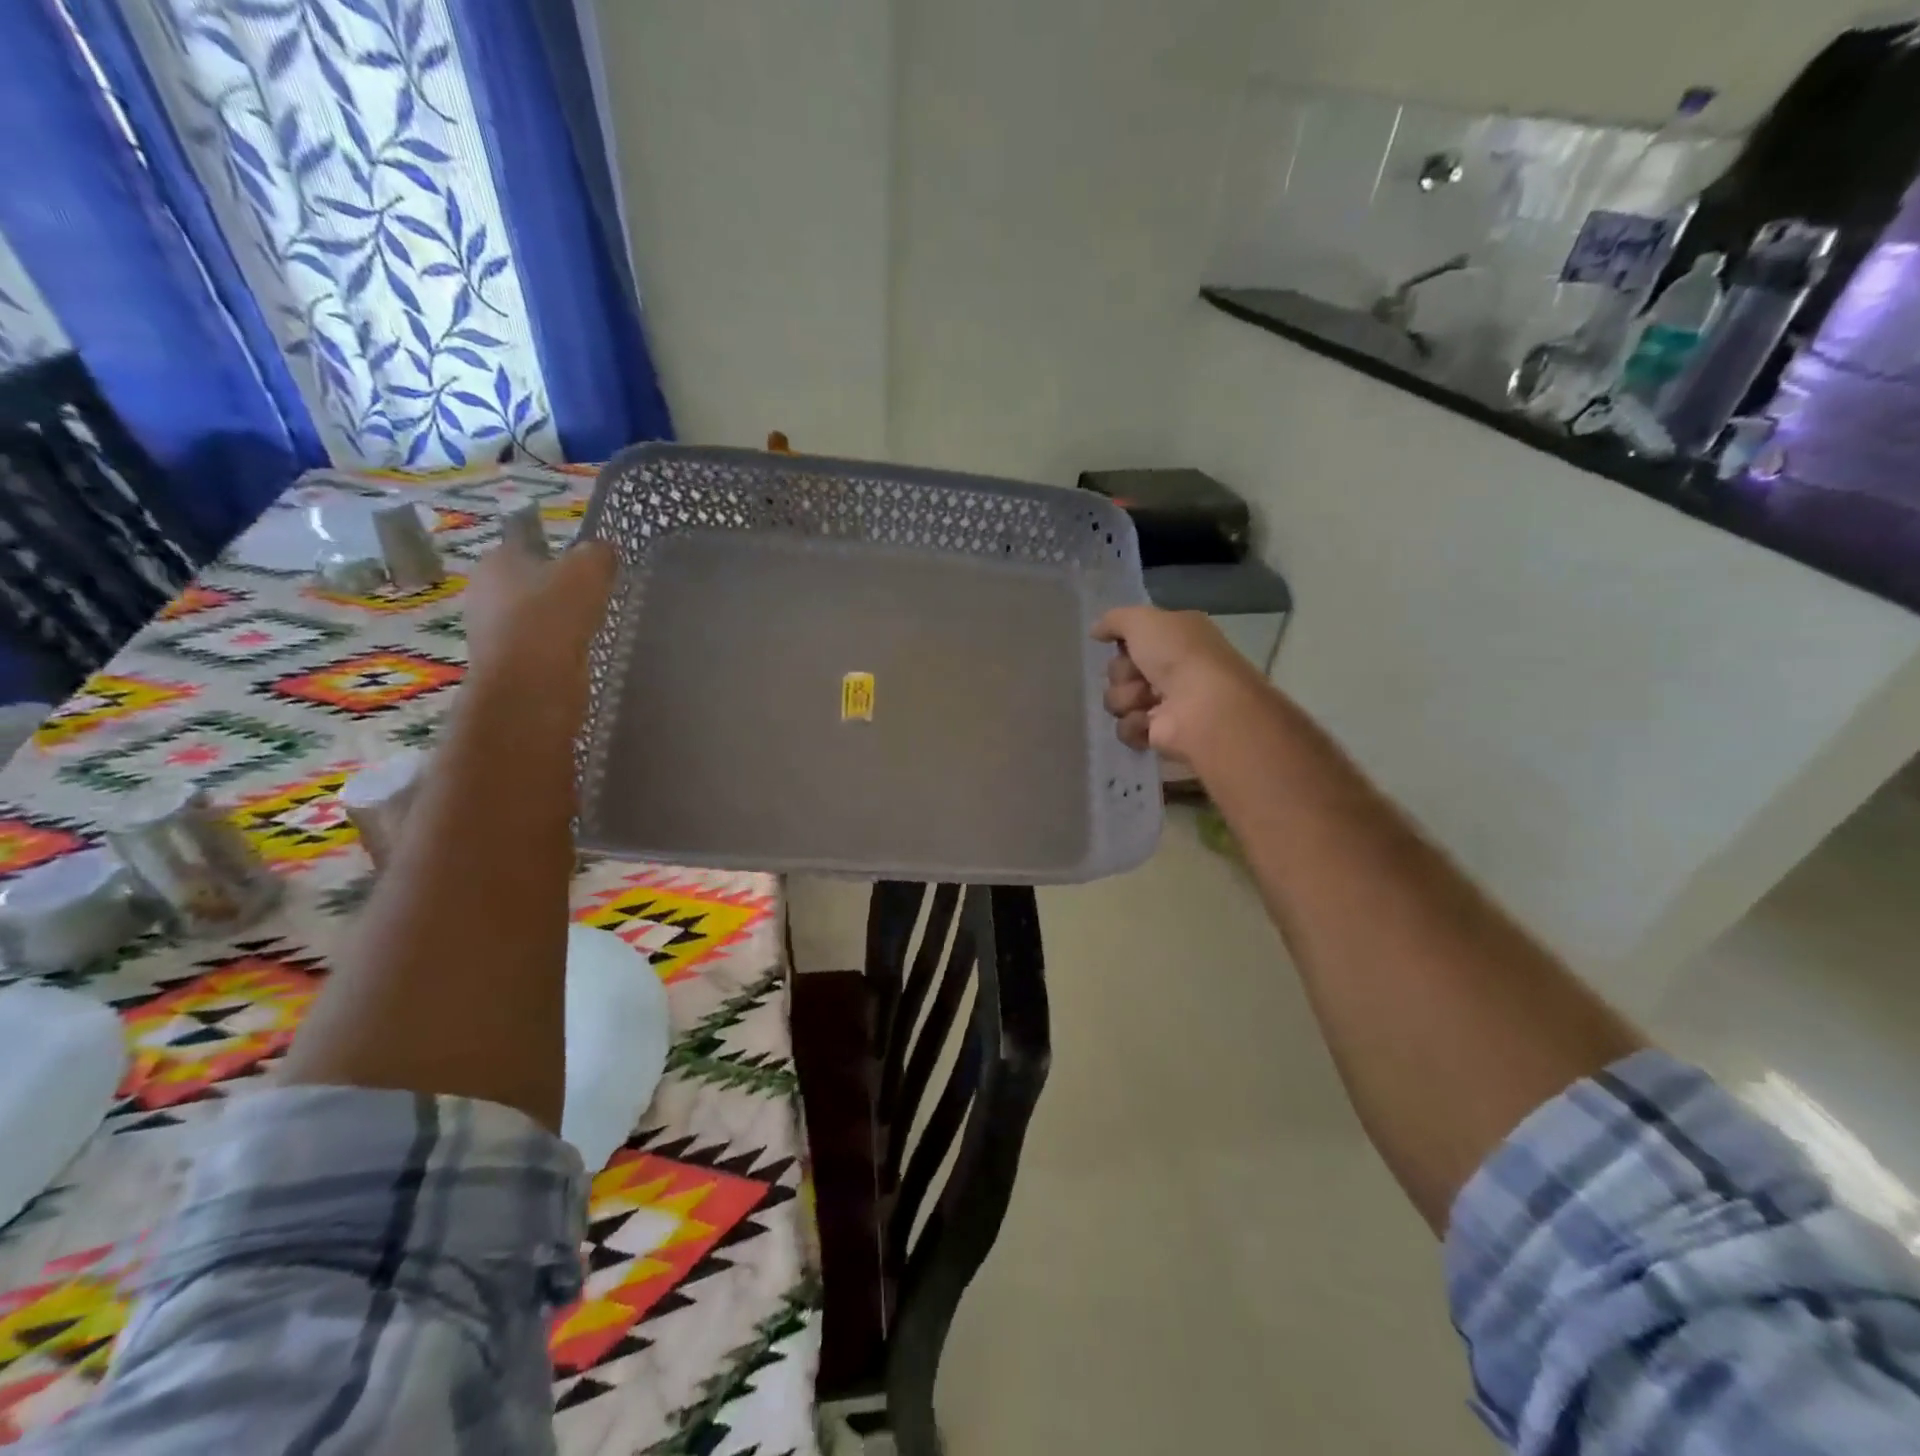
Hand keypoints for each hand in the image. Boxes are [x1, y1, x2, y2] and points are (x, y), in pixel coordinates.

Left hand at [463, 539, 616, 720]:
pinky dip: (558, 648)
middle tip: (596, 594)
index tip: (587, 561)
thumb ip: (598, 553)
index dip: (557, 547)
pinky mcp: (506, 664)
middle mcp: (485, 591)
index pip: (526, 540)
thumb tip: (603, 551)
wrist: (531, 685)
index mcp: (497, 559)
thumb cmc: (553, 615)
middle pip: (529, 580)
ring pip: (534, 615)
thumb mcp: (588, 570)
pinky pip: (538, 646)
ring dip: (558, 620)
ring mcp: (491, 631)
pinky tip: (581, 652)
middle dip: (558, 586)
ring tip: (594, 625)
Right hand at [1093, 606, 1265, 760]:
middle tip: (1141, 676)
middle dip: (1123, 673)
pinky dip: (1135, 724)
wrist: (1202, 706)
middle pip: (1119, 671)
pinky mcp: (1157, 734)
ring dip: (1127, 699)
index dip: (1123, 644)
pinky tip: (1151, 722)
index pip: (1131, 640)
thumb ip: (1115, 620)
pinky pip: (1125, 728)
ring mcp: (1164, 704)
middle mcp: (1170, 670)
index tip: (1126, 646)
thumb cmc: (1178, 655)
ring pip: (1117, 699)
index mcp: (1173, 639)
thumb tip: (1095, 631)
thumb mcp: (1143, 620)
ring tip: (1149, 701)